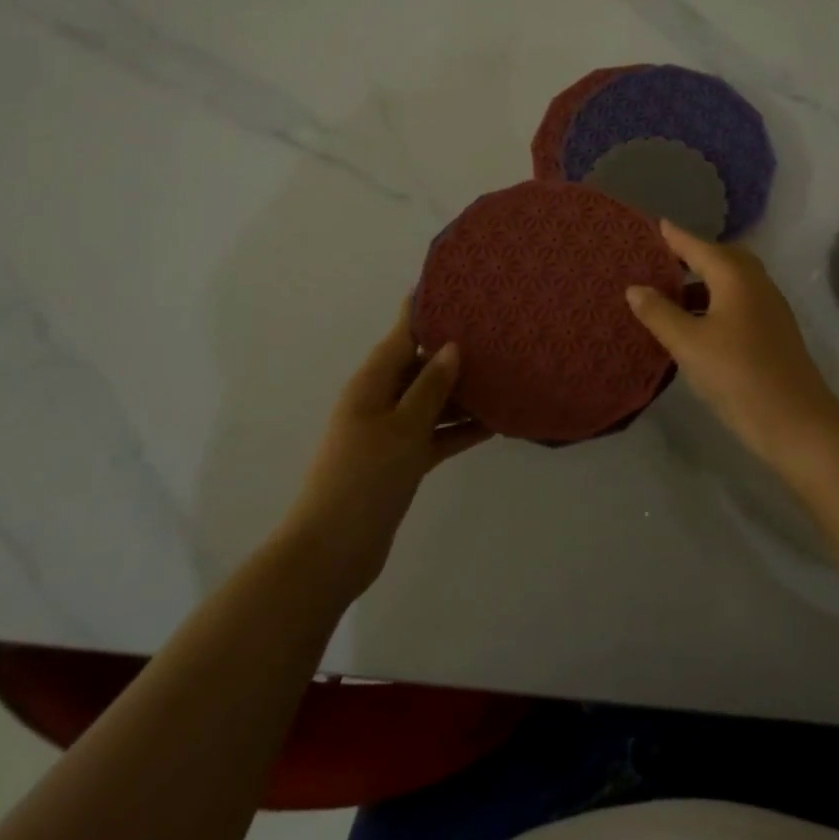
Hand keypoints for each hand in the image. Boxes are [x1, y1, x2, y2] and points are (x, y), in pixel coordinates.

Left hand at [282, 300, 490, 597]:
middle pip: (421, 366)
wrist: (332, 551)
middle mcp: (380, 400)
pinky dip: (460, 428)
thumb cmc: (365, 478)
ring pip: (432, 400)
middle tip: (498, 334)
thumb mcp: (403, 427)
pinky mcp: (402, 460)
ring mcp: (391, 432)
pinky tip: (496, 423)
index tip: (456, 287)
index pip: (402, 334)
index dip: (426, 310)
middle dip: (455, 352)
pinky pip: (436, 433)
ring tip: (506, 374)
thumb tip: (452, 347)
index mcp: (372, 382)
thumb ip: (430, 387)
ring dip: (463, 393)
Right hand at [625, 221, 838, 462]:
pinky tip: (695, 326)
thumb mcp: (688, 344)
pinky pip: (738, 302)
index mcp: (735, 277)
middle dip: (691, 256)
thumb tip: (635, 288)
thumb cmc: (737, 375)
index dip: (674, 237)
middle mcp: (755, 283)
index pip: (697, 246)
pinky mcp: (773, 331)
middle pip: (720, 258)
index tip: (652, 225)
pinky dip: (715, 303)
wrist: (796, 421)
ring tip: (669, 296)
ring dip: (702, 283)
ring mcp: (769, 307)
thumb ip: (659, 313)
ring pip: (731, 282)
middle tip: (659, 262)